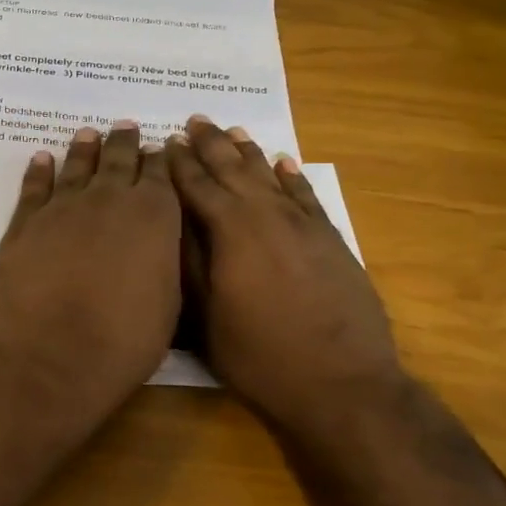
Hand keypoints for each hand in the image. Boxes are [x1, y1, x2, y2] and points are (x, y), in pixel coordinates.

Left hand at [0, 122, 181, 435]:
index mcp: (154, 215)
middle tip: (125, 128)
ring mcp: (63, 207)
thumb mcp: (168, 301)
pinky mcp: (25, 223)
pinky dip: (39, 170)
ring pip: (77, 166)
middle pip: (119, 160)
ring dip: (85, 148)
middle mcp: (109, 199)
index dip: (159, 161)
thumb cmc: (125, 340)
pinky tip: (42, 159)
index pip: (160, 175)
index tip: (158, 149)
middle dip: (125, 143)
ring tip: (89, 134)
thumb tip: (157, 241)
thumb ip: (163, 259)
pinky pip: (34, 187)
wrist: (54, 355)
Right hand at [166, 116, 404, 432]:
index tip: (163, 141)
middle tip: (194, 121)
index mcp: (231, 231)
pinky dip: (292, 176)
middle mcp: (267, 215)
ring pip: (269, 176)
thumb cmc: (259, 356)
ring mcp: (303, 225)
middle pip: (233, 170)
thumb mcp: (205, 317)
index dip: (178, 163)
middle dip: (210, 145)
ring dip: (248, 153)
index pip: (196, 186)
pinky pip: (306, 195)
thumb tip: (170, 220)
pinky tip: (283, 162)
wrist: (342, 384)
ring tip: (232, 131)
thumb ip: (188, 263)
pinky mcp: (330, 239)